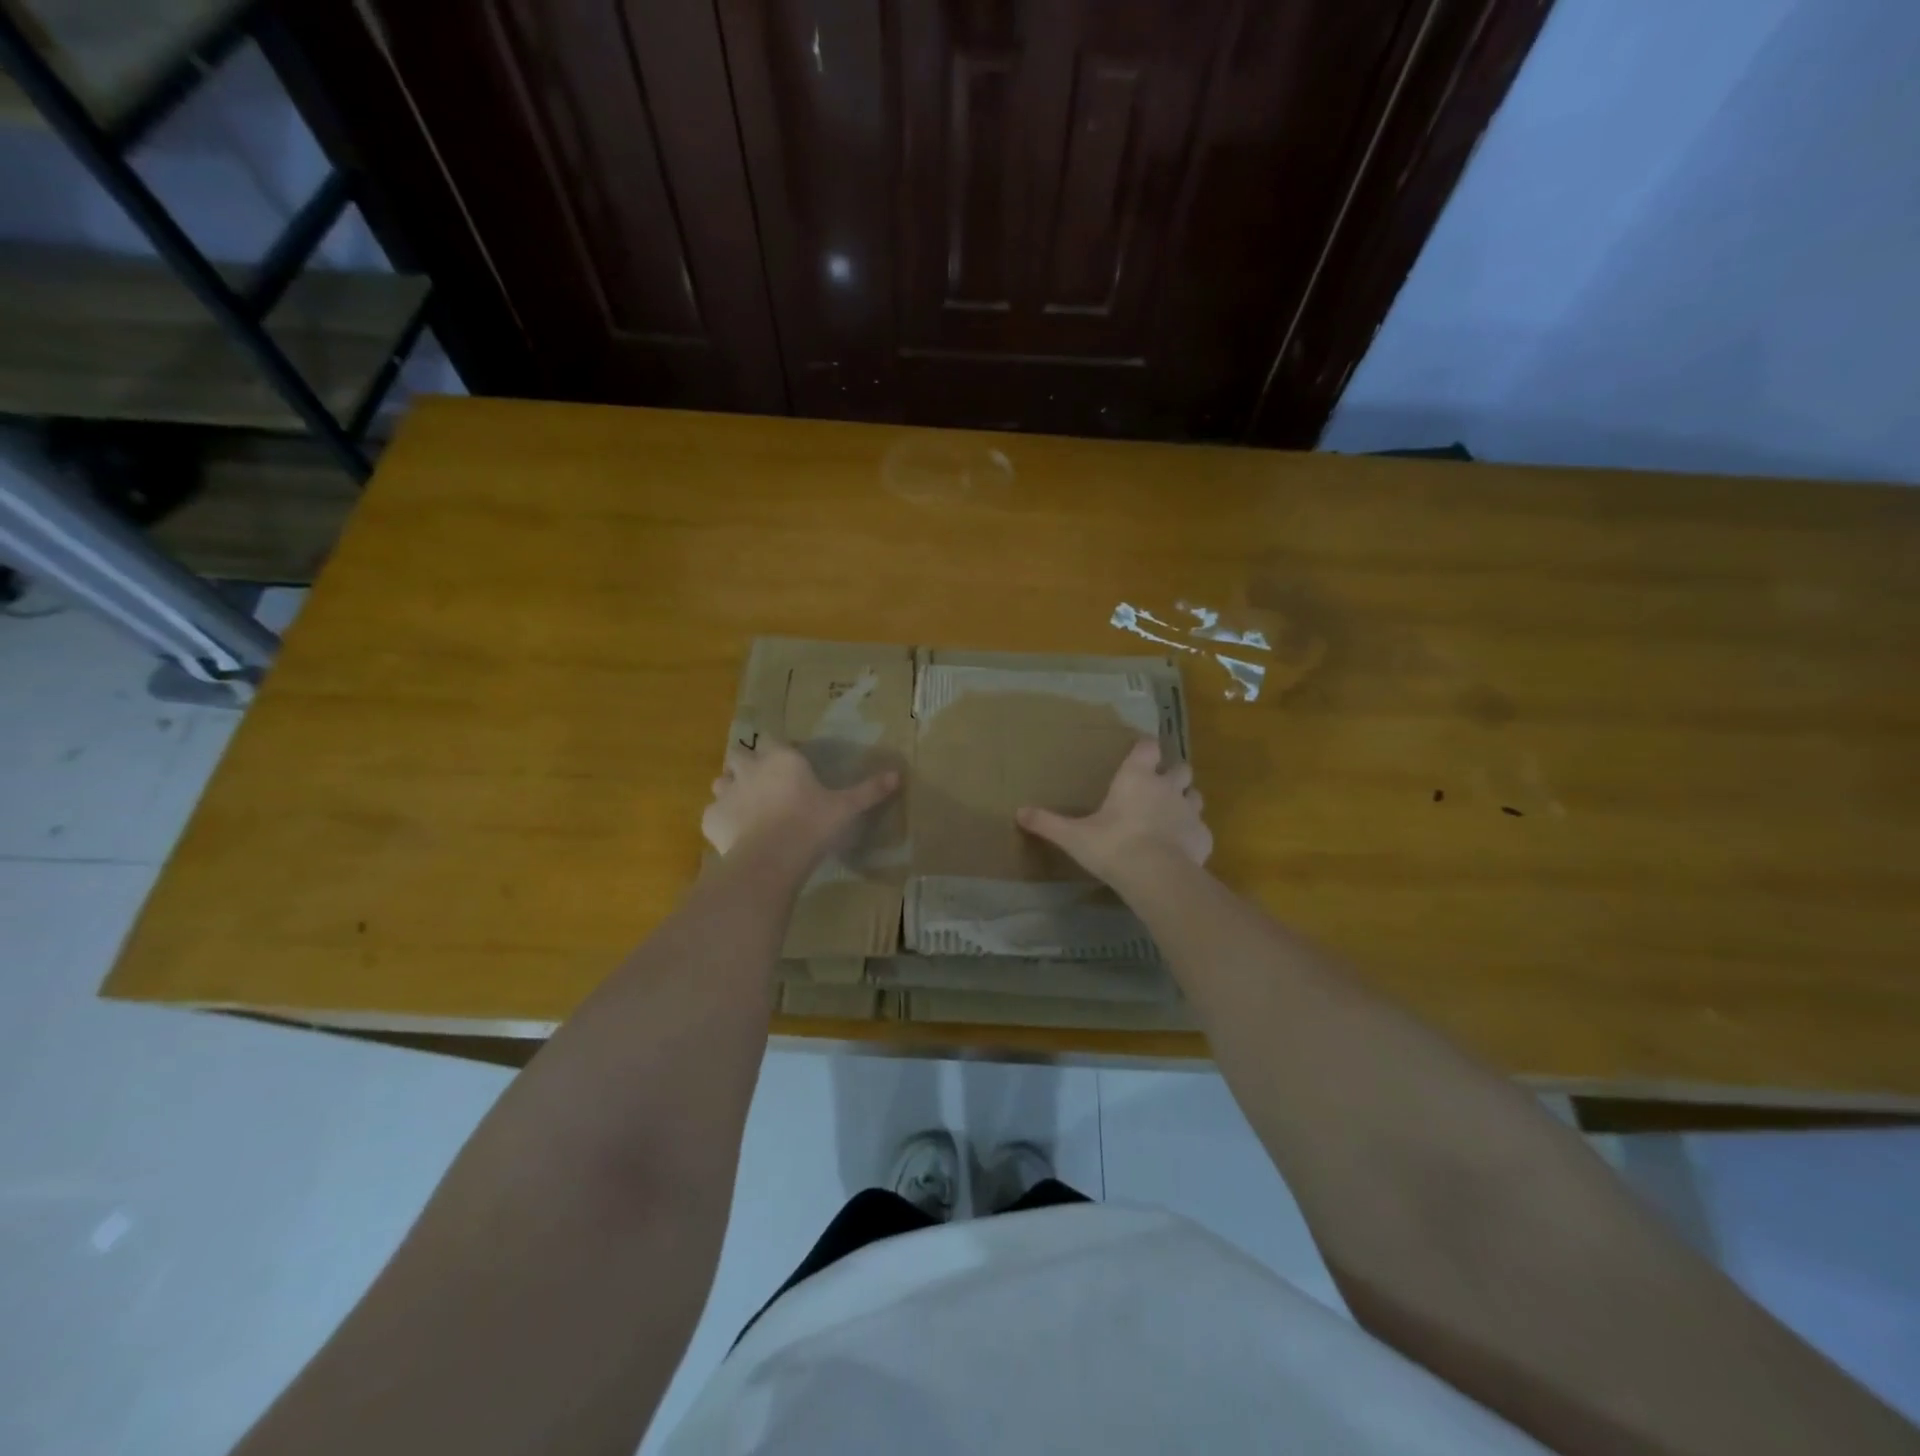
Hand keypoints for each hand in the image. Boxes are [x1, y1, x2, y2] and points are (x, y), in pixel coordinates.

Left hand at [703, 739, 899, 861]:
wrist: (771, 859)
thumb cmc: (811, 825)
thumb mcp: (846, 808)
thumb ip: (869, 790)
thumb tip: (897, 774)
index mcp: (782, 759)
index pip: (774, 742)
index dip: (779, 753)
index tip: (790, 767)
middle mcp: (750, 768)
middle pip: (740, 755)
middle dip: (747, 765)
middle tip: (764, 785)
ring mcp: (726, 793)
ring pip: (721, 782)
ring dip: (731, 789)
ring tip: (747, 808)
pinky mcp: (711, 818)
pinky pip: (713, 814)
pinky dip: (722, 821)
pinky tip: (736, 835)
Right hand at [1016, 738, 1210, 884]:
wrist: (1156, 876)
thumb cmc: (1113, 846)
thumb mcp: (1073, 836)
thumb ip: (1048, 823)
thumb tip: (1019, 812)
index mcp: (1136, 778)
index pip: (1148, 747)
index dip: (1145, 747)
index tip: (1139, 752)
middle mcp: (1167, 787)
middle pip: (1180, 767)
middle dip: (1172, 773)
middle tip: (1157, 786)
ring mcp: (1190, 811)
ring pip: (1195, 795)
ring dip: (1185, 800)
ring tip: (1171, 815)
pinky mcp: (1203, 837)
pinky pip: (1201, 829)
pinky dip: (1192, 834)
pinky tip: (1181, 847)